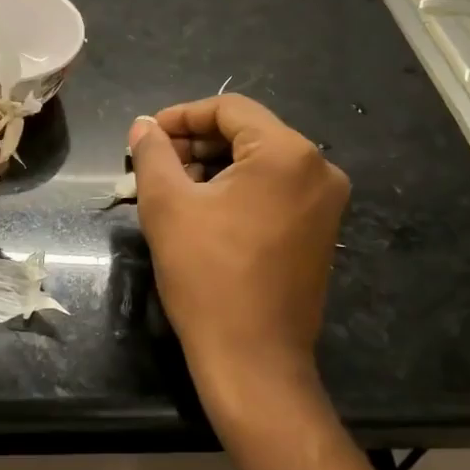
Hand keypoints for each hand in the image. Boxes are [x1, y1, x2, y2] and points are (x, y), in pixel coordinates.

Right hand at [128, 95, 348, 412]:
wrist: (253, 359)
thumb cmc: (207, 276)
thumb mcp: (167, 206)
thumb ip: (153, 154)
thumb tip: (144, 125)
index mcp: (287, 153)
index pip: (229, 109)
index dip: (182, 116)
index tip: (147, 136)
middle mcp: (318, 169)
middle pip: (248, 133)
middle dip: (197, 144)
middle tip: (155, 165)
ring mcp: (326, 203)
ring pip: (261, 162)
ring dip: (214, 167)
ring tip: (173, 188)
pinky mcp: (321, 231)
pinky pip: (275, 190)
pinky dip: (239, 190)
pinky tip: (204, 210)